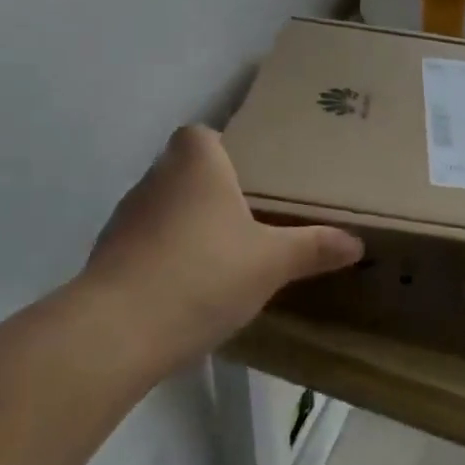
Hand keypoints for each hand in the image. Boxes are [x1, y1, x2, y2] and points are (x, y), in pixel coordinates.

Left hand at [81, 126, 362, 369]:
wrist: (118, 331)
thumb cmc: (204, 274)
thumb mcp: (271, 262)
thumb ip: (313, 247)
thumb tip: (356, 242)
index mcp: (195, 163)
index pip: (202, 133)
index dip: (224, 148)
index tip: (251, 176)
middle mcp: (155, 179)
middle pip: (184, 169)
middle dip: (212, 189)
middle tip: (249, 217)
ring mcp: (125, 217)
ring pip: (163, 207)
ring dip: (187, 224)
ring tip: (222, 254)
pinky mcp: (108, 256)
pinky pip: (146, 242)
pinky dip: (165, 255)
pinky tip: (190, 286)